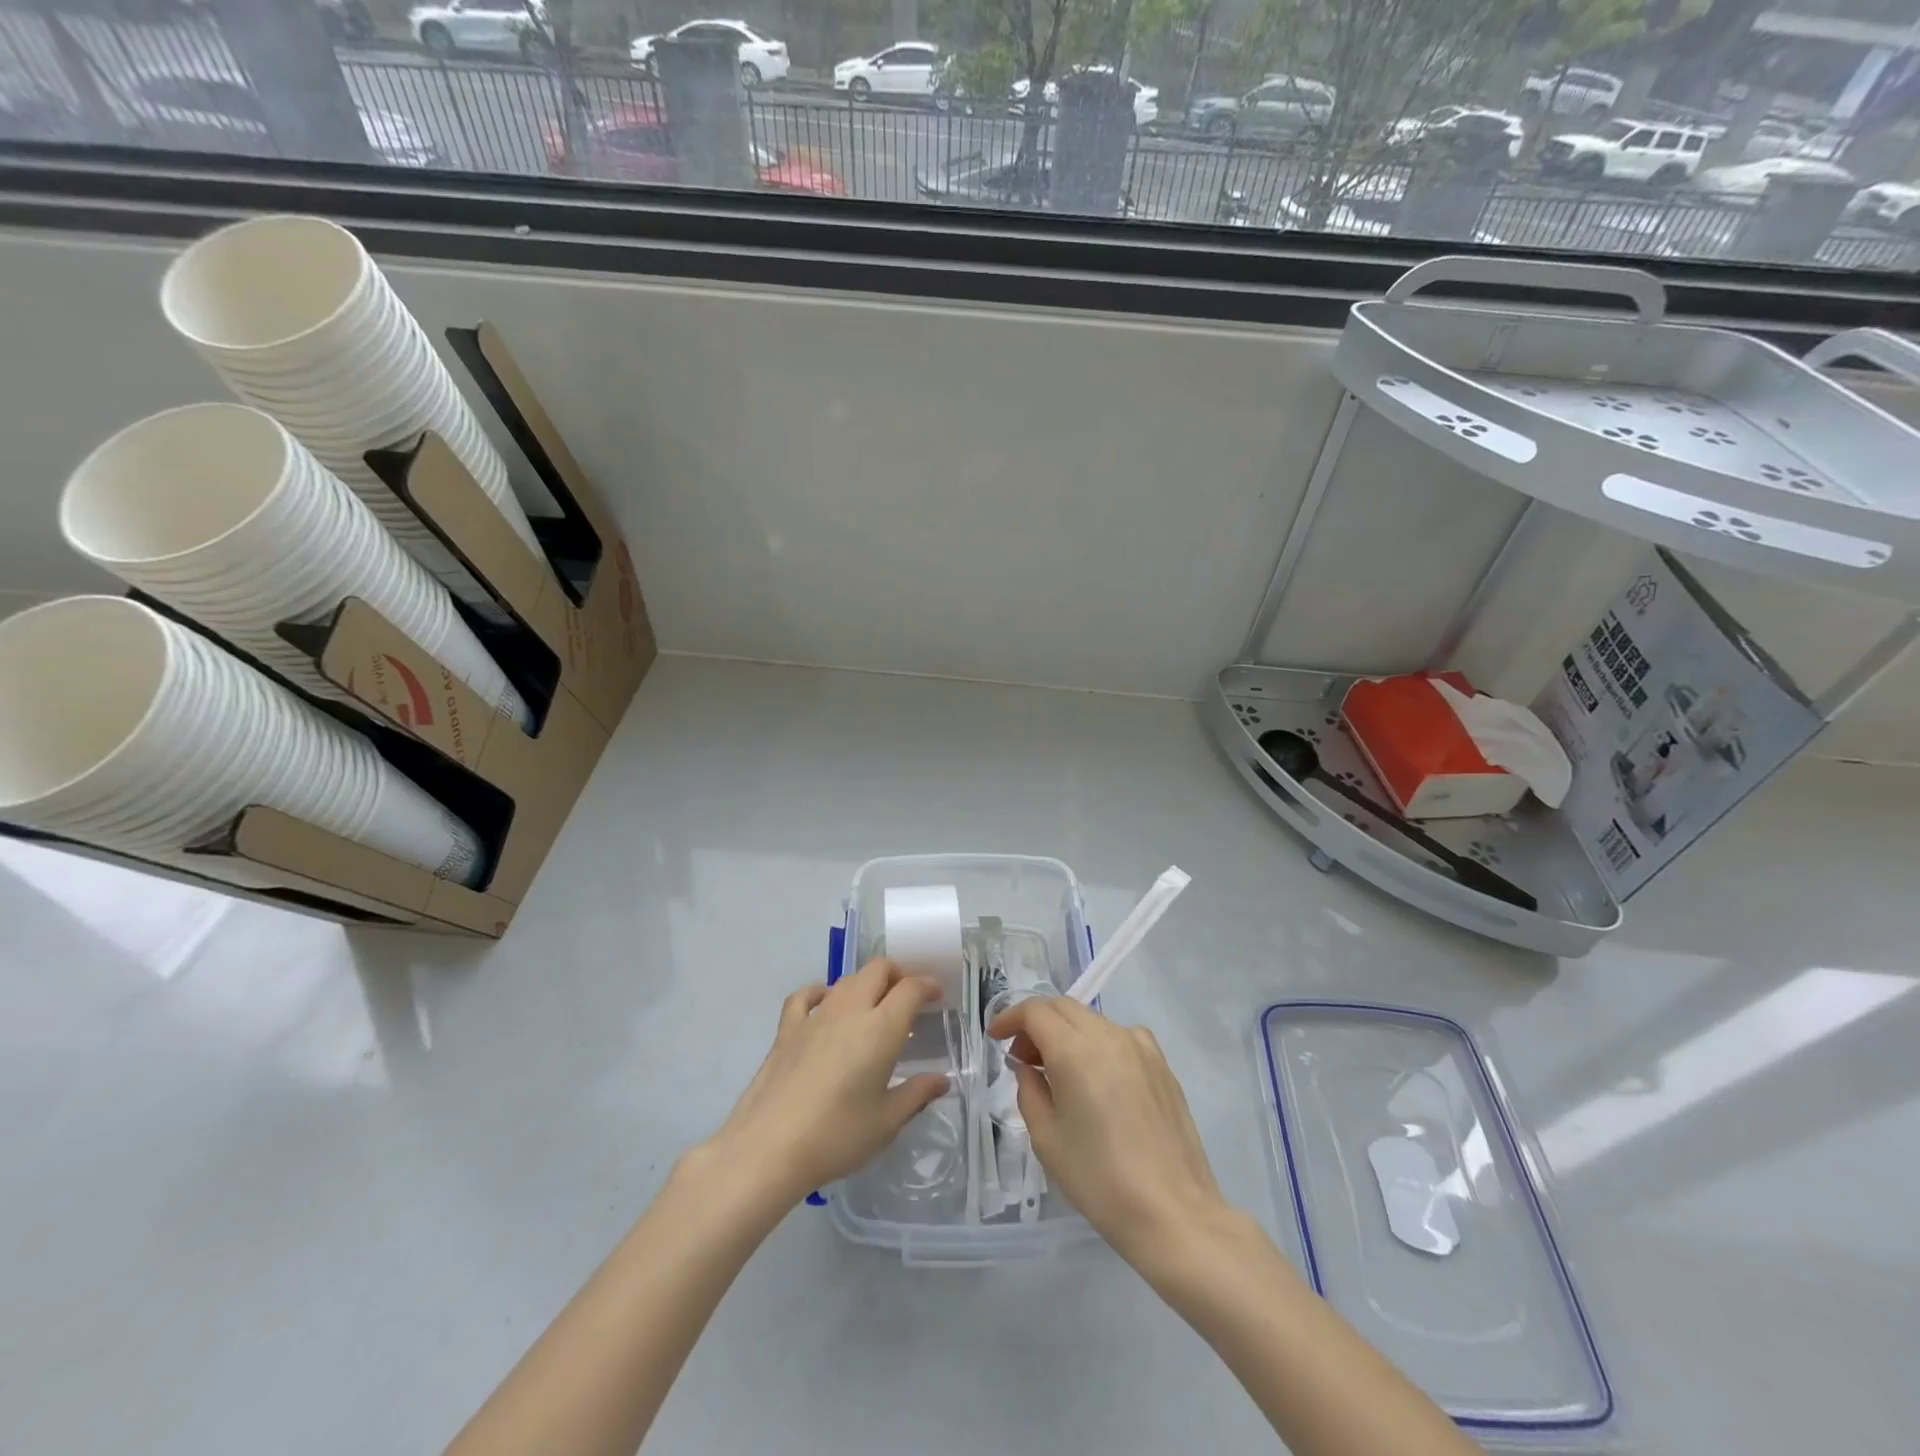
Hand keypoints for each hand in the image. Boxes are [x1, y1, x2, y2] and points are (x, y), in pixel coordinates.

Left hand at [703, 958, 948, 1204]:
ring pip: (846, 979)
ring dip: (865, 984)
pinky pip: (806, 995)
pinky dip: (821, 992)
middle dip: (898, 975)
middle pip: (878, 969)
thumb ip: (917, 1094)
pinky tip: (824, 1005)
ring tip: (872, 1008)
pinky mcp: (787, 1028)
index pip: (910, 988)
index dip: (927, 986)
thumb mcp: (886, 1122)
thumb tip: (941, 1081)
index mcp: (881, 1028)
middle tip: (907, 999)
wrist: (768, 1147)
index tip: (937, 996)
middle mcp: (850, 1010)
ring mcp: (815, 1016)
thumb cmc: (836, 1136)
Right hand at [987, 995, 1226, 1263]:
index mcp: (1074, 1050)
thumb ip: (1029, 1091)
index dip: (1009, 1018)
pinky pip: (1121, 1036)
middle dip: (1036, 1024)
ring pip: (1092, 1019)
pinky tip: (1100, 1078)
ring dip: (1067, 1032)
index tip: (996, 1038)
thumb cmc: (1099, 1180)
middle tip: (1023, 1058)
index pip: (1035, 1011)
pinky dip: (1098, 1043)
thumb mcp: (1046, 1139)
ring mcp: (1140, 1046)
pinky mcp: (1162, 1064)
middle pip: (1063, 1007)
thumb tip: (1029, 1068)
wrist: (1174, 1213)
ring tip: (1059, 1071)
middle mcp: (1108, 1035)